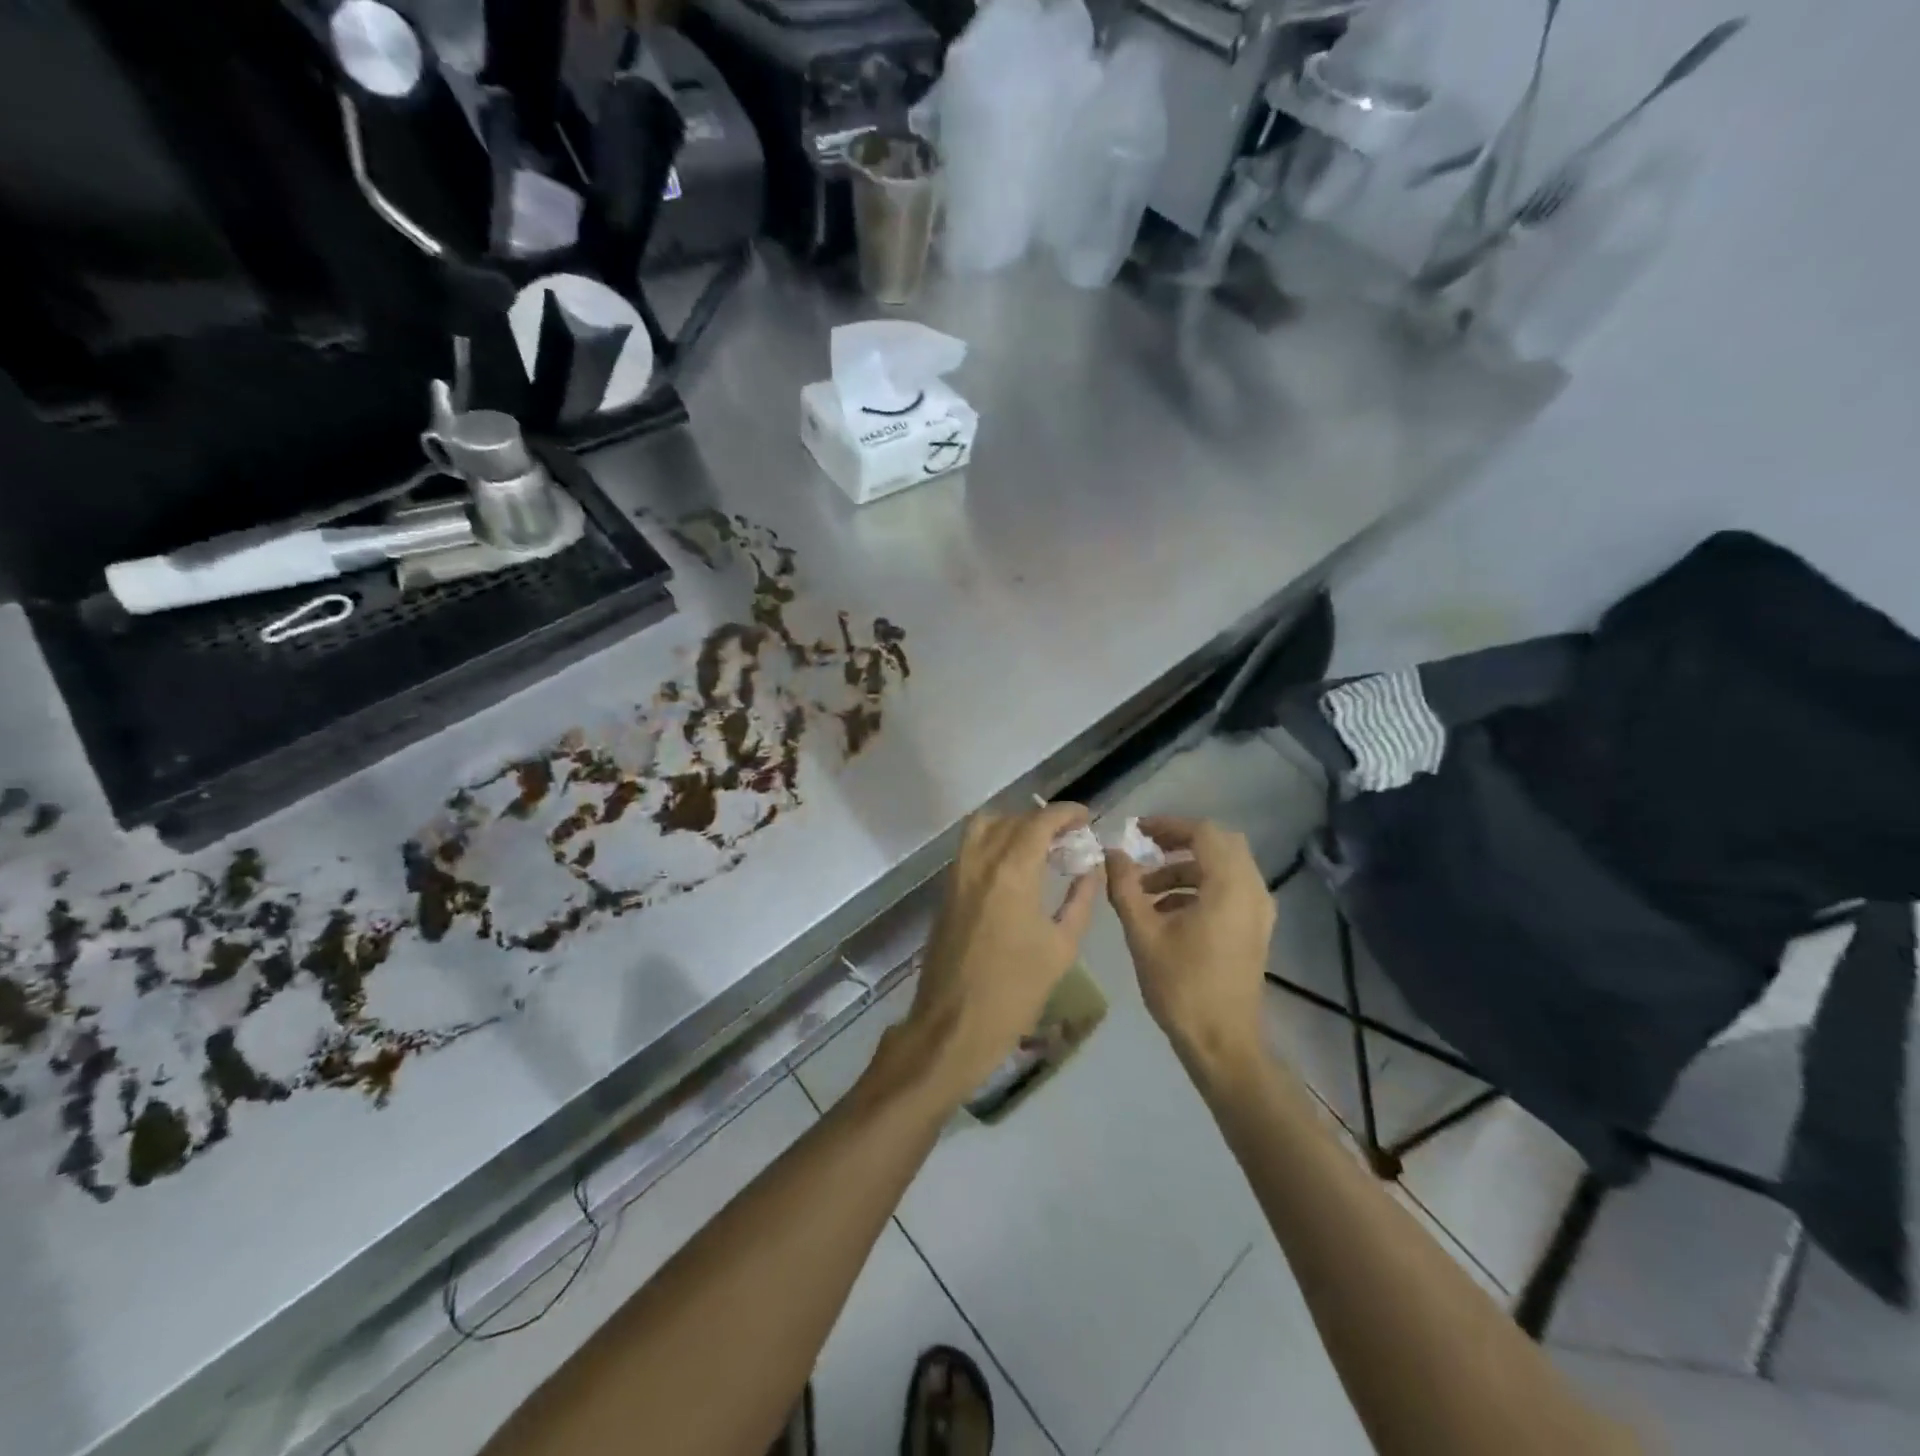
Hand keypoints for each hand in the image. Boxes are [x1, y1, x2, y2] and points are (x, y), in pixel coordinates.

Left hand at [887, 804, 1100, 1110]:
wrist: (954, 1025)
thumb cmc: (1016, 991)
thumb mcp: (1061, 948)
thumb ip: (1080, 900)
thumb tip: (1092, 869)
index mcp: (1013, 871)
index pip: (1040, 821)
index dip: (1066, 813)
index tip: (1086, 818)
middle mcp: (981, 861)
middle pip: (1013, 819)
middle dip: (1043, 820)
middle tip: (1069, 837)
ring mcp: (958, 873)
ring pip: (984, 826)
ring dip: (1013, 825)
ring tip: (1038, 846)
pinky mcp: (946, 890)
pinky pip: (970, 847)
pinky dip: (993, 841)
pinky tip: (1014, 867)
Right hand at [1106, 817, 1274, 1071]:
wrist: (1221, 1043)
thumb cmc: (1181, 986)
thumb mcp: (1143, 933)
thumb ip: (1125, 887)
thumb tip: (1111, 853)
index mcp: (1229, 887)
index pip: (1204, 833)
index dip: (1169, 826)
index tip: (1137, 832)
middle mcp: (1252, 891)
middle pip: (1220, 844)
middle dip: (1180, 842)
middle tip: (1146, 850)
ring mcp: (1258, 912)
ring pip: (1225, 867)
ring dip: (1187, 868)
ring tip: (1146, 889)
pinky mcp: (1255, 929)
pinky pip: (1230, 889)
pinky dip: (1200, 886)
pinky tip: (1167, 910)